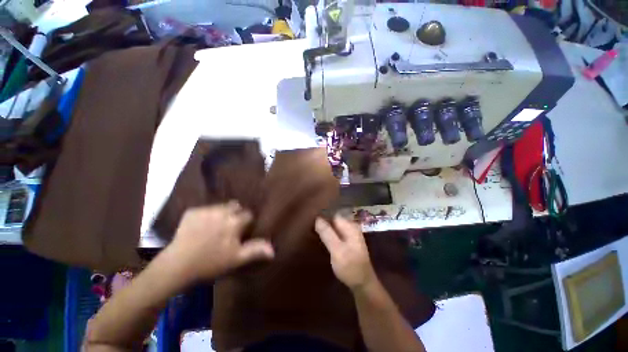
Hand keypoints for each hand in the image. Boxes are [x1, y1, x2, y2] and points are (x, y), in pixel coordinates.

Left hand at [168, 201, 274, 280]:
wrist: (176, 266)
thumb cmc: (210, 263)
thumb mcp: (236, 259)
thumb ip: (255, 250)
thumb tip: (273, 249)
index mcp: (235, 222)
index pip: (248, 214)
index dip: (247, 222)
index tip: (242, 231)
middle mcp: (222, 211)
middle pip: (235, 206)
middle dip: (236, 214)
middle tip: (230, 227)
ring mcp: (206, 210)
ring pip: (221, 206)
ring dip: (222, 213)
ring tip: (216, 226)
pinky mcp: (192, 212)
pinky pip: (205, 209)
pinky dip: (206, 215)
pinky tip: (201, 226)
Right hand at [315, 215, 376, 290]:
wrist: (363, 284)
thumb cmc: (350, 267)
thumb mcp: (337, 250)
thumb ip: (327, 233)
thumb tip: (317, 218)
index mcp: (350, 226)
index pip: (333, 214)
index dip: (321, 215)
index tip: (309, 218)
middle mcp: (351, 227)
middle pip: (333, 219)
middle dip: (322, 221)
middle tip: (308, 225)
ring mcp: (349, 234)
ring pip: (333, 227)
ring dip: (324, 228)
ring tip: (311, 229)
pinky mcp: (347, 242)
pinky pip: (335, 233)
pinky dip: (328, 234)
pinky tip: (320, 236)